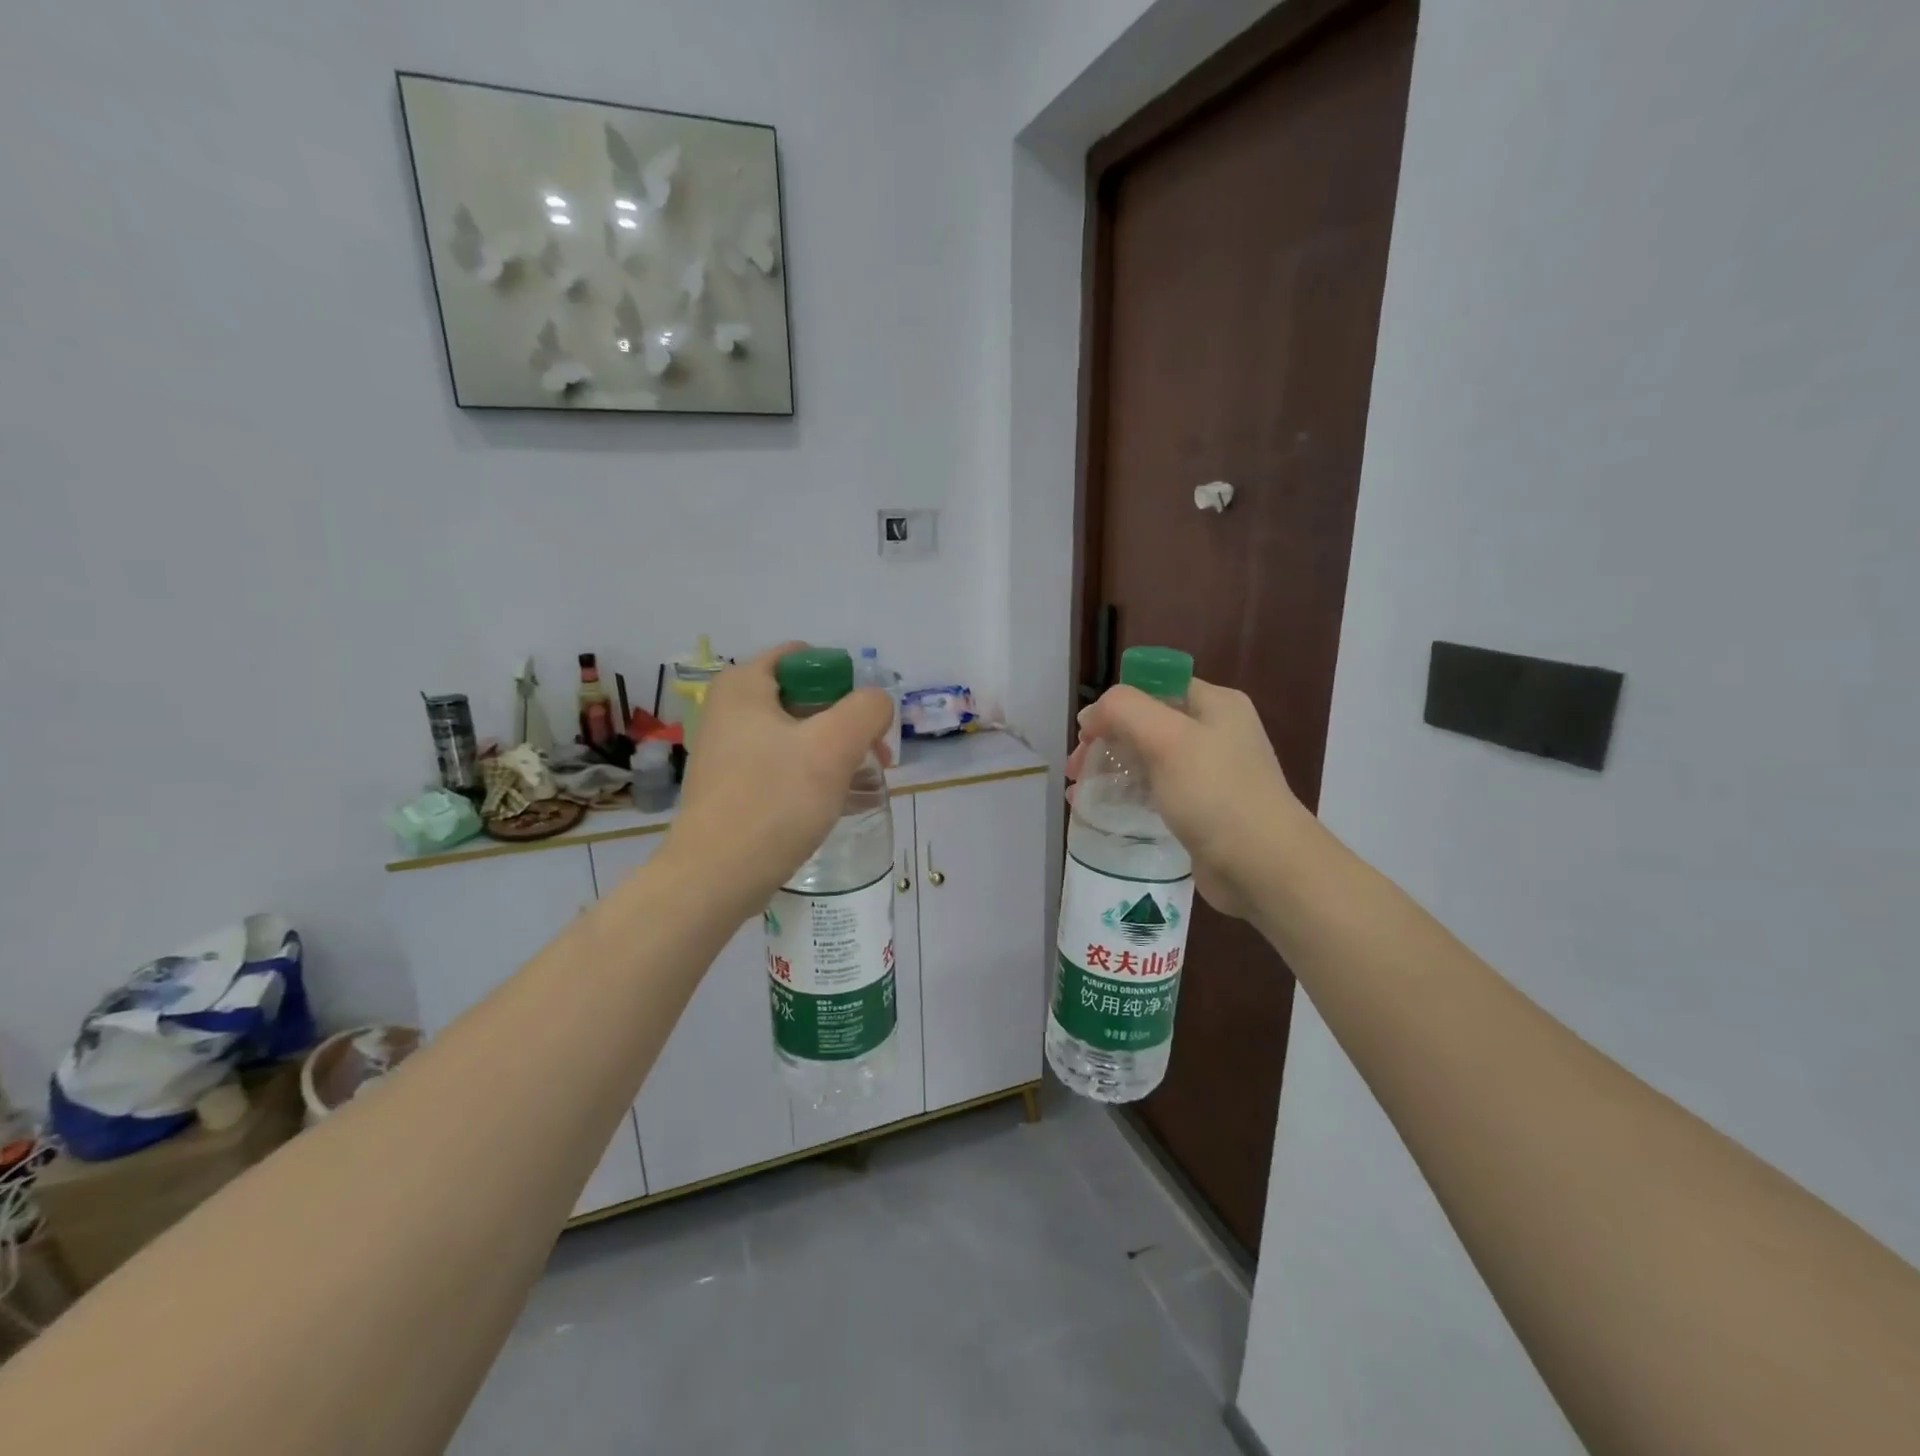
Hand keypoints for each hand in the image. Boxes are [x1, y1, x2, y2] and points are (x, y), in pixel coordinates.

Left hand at [663, 643, 892, 914]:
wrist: (715, 878)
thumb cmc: (774, 801)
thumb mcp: (833, 746)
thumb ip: (867, 710)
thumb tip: (877, 705)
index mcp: (744, 685)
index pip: (805, 656)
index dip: (845, 682)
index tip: (865, 722)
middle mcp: (730, 709)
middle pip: (806, 697)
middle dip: (847, 723)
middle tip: (875, 758)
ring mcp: (729, 750)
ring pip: (799, 736)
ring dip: (836, 753)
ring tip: (865, 785)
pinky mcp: (734, 786)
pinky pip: (784, 767)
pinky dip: (814, 777)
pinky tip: (841, 803)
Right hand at [1068, 679, 1304, 918]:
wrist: (1263, 867)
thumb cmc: (1215, 793)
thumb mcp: (1166, 738)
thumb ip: (1123, 710)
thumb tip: (1091, 715)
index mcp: (1215, 705)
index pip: (1155, 686)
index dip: (1116, 704)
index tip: (1086, 733)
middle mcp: (1215, 732)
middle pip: (1147, 724)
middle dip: (1106, 741)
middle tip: (1076, 769)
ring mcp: (1210, 773)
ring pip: (1148, 760)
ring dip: (1111, 770)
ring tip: (1079, 793)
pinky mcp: (1202, 810)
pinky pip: (1156, 792)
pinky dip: (1127, 796)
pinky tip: (1101, 812)